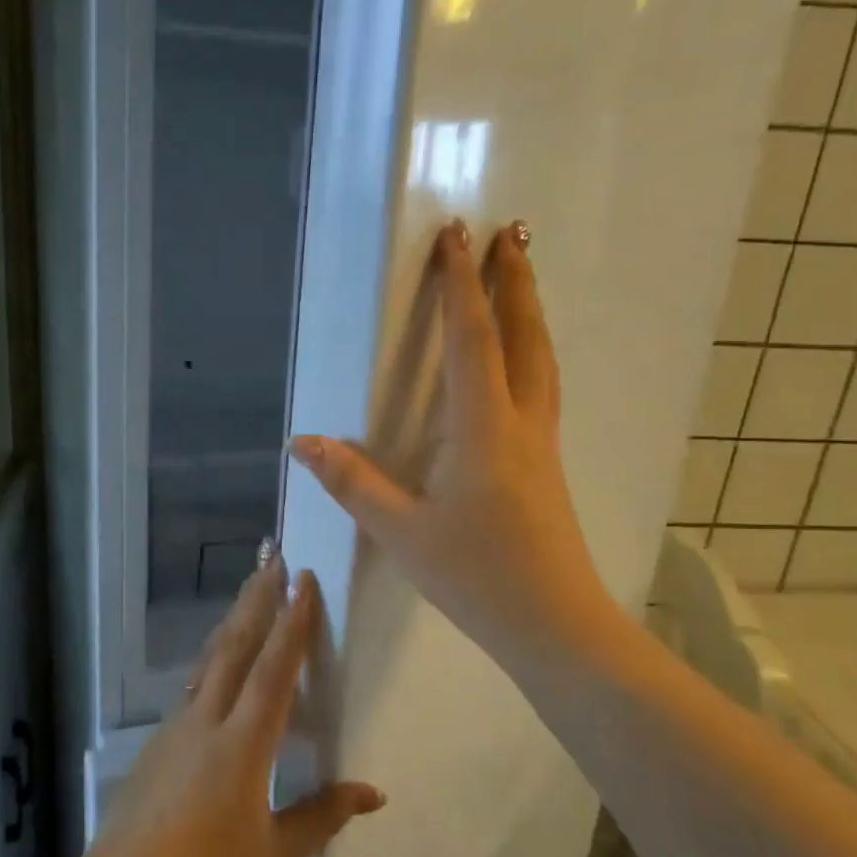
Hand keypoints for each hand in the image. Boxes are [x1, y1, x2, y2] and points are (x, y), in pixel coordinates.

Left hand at [79, 562, 384, 856]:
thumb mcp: (273, 852)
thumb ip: (322, 816)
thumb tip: (373, 793)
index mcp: (243, 744)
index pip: (273, 670)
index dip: (292, 623)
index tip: (303, 581)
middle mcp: (209, 719)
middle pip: (236, 645)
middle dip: (258, 598)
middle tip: (274, 558)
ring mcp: (180, 723)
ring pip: (211, 656)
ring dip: (234, 617)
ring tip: (251, 587)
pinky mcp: (162, 734)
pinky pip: (196, 679)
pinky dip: (216, 652)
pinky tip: (220, 652)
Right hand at [290, 221, 619, 671]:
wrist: (554, 624)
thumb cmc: (475, 575)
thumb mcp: (401, 531)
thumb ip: (352, 483)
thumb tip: (301, 443)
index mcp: (483, 428)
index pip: (471, 339)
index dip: (461, 285)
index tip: (456, 235)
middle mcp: (521, 422)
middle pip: (524, 335)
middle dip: (515, 280)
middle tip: (513, 232)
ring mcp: (542, 443)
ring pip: (543, 360)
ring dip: (531, 312)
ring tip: (522, 280)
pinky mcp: (547, 464)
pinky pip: (542, 387)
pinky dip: (532, 352)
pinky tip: (522, 362)